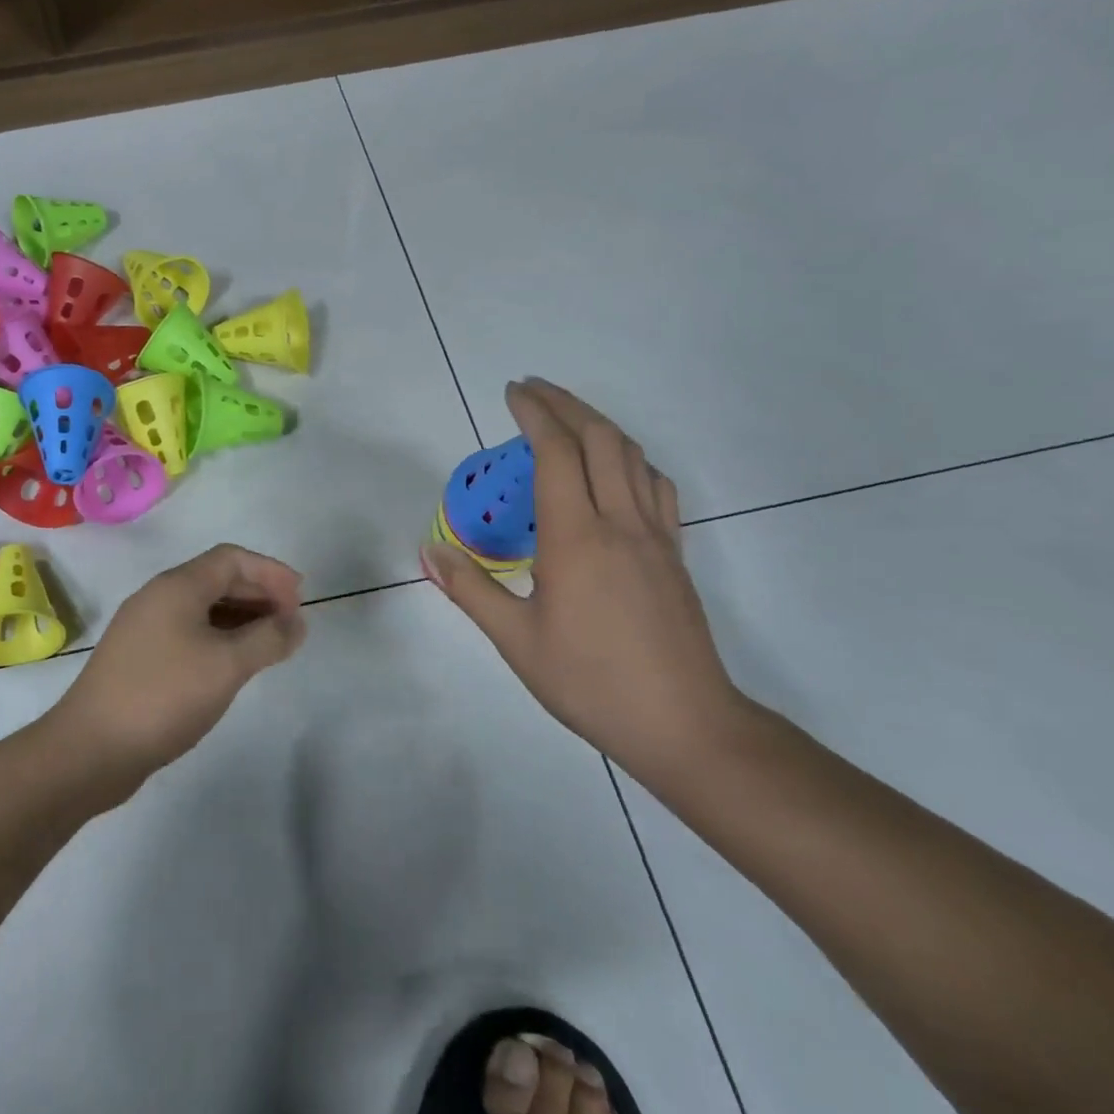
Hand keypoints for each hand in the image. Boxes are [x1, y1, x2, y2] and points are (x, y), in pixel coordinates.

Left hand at [50, 544, 307, 786]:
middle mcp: (157, 598)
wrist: (90, 748)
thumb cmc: (164, 696)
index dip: (270, 572)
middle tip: (290, 623)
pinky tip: (232, 665)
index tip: (301, 599)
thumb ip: (268, 639)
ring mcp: (144, 628)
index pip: (231, 558)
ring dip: (240, 619)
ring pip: (202, 609)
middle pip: (216, 580)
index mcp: (176, 587)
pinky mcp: (139, 658)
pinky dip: (218, 639)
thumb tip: (296, 622)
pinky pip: (188, 633)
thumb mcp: (227, 665)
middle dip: (258, 594)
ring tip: (270, 645)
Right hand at [420, 380, 742, 771]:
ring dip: (599, 424)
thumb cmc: (590, 681)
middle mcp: (620, 523)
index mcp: (576, 538)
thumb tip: (429, 550)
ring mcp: (655, 536)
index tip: (513, 392)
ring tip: (567, 417)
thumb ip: (470, 589)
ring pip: (632, 456)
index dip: (534, 414)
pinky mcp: (674, 554)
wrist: (683, 723)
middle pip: (599, 439)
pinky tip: (616, 469)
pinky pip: (656, 486)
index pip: (556, 453)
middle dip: (565, 404)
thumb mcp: (516, 641)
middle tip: (533, 390)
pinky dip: (631, 459)